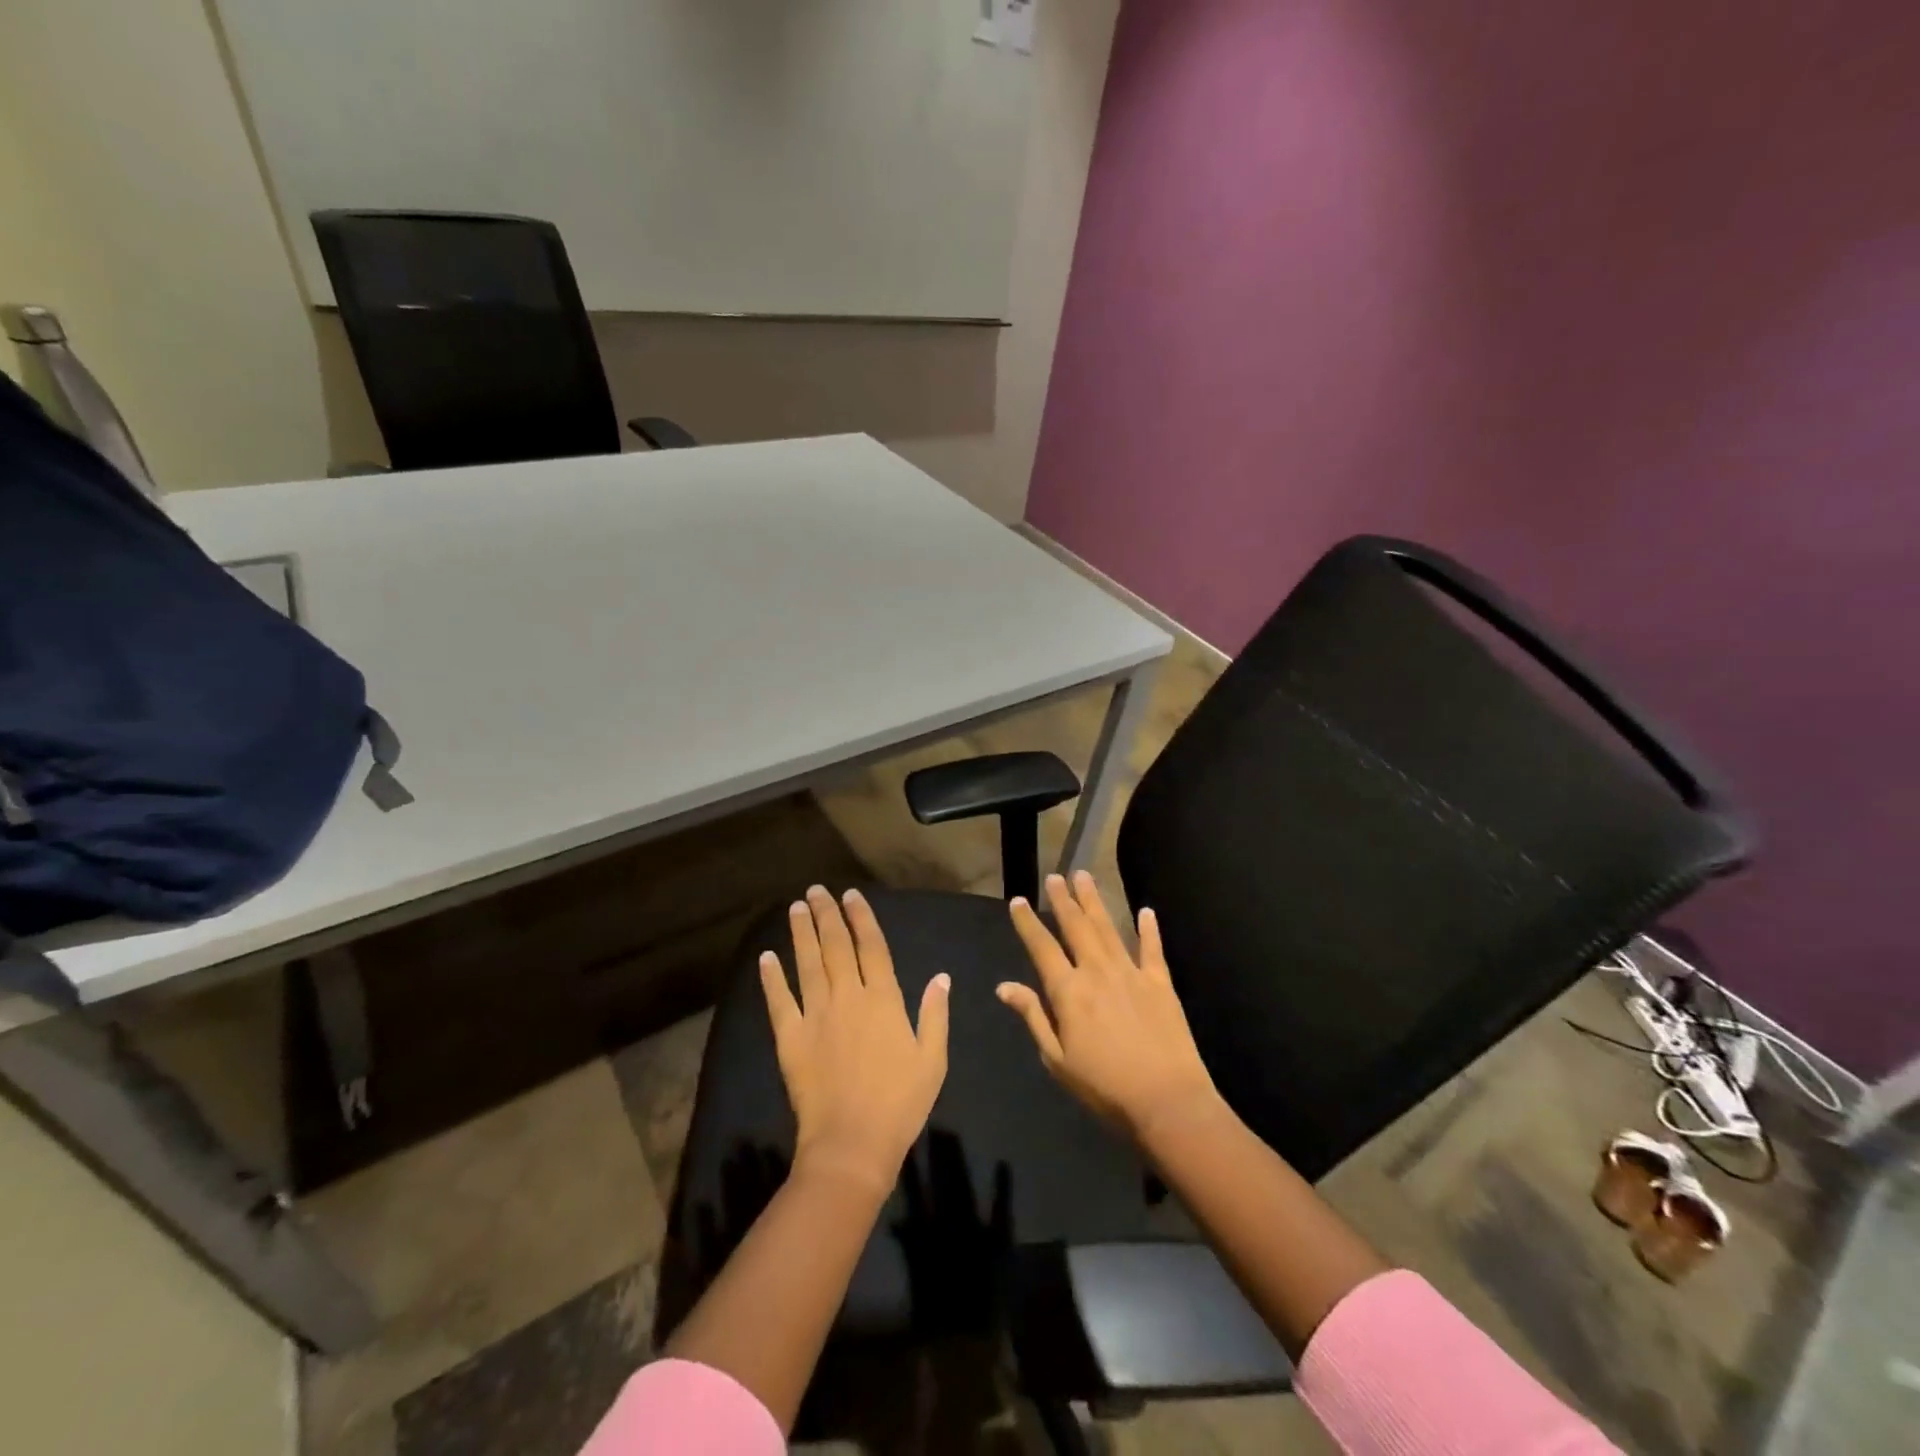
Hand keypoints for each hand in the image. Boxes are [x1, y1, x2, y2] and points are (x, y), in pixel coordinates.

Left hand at [760, 885, 949, 1197]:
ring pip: (807, 964)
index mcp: (883, 1000)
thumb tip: (941, 977)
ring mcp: (816, 1015)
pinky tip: (767, 957)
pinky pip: (780, 1001)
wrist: (853, 1144)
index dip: (861, 918)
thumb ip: (935, 1014)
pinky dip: (772, 978)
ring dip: (801, 934)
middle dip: (827, 916)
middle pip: (836, 947)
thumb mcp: (933, 1060)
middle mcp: (848, 997)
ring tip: (796, 908)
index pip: (872, 947)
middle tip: (816, 890)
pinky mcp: (791, 1038)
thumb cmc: (900, 1102)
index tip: (851, 895)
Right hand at [998, 870, 1218, 1140]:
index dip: (1028, 922)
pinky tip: (1146, 911)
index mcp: (1068, 991)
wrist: (1167, 1101)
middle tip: (1055, 877)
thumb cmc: (1104, 1087)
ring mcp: (1131, 973)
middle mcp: (1097, 971)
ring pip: (1108, 928)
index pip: (1042, 947)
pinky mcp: (1160, 983)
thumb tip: (1004, 986)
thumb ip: (1033, 1016)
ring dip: (1094, 901)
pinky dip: (1148, 928)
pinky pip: (1152, 949)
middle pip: (1076, 927)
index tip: (1018, 900)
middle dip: (1063, 900)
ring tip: (1084, 877)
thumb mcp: (1057, 1059)